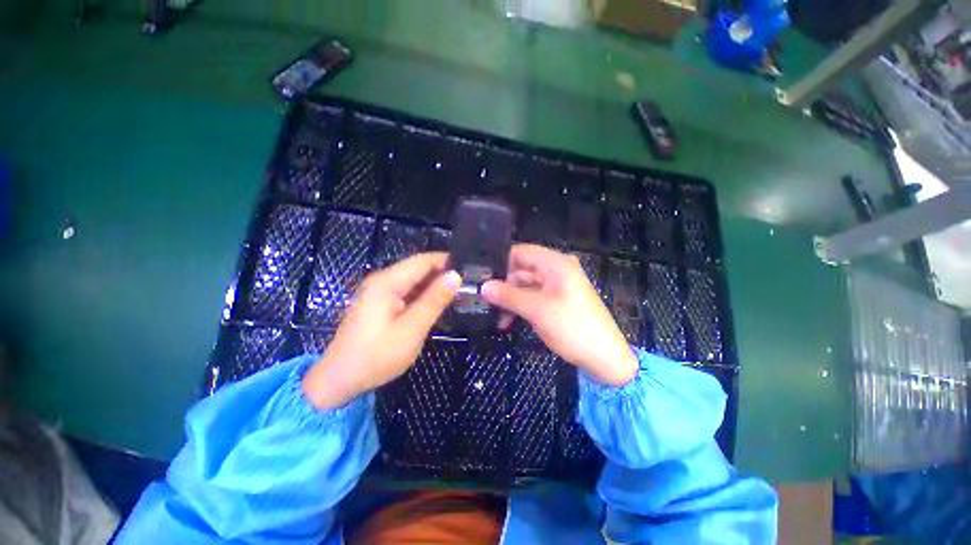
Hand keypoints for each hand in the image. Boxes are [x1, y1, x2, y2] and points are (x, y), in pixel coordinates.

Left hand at [302, 253, 460, 408]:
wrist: (339, 380)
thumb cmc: (376, 356)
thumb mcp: (411, 329)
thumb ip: (434, 301)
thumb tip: (455, 276)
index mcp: (387, 282)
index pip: (423, 261)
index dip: (447, 261)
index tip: (470, 267)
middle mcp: (382, 280)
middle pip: (418, 268)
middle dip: (442, 272)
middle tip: (469, 282)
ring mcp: (379, 292)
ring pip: (413, 280)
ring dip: (434, 284)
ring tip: (460, 290)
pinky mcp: (379, 303)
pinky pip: (406, 291)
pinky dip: (423, 295)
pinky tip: (438, 302)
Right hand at [482, 244, 637, 385]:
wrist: (604, 358)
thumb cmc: (572, 327)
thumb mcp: (536, 310)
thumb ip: (508, 296)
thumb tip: (483, 287)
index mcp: (555, 264)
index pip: (521, 252)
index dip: (501, 263)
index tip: (482, 277)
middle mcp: (555, 270)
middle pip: (521, 270)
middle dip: (503, 286)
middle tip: (483, 301)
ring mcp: (555, 286)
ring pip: (524, 286)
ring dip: (510, 300)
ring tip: (495, 317)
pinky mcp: (555, 301)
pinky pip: (532, 298)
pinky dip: (520, 307)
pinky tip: (507, 322)